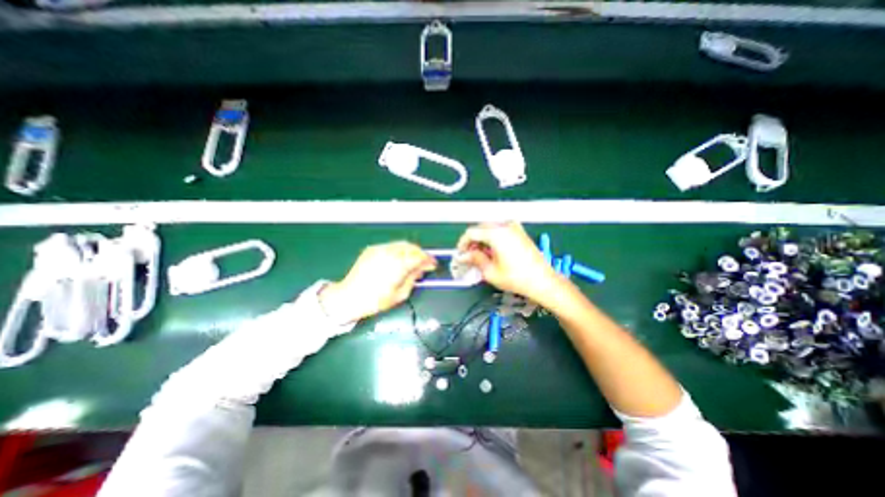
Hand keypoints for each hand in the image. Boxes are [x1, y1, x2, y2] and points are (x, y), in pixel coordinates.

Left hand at [318, 243, 434, 324]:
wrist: (348, 297)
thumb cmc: (376, 300)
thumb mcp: (400, 294)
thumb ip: (413, 278)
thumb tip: (422, 269)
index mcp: (397, 265)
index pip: (418, 257)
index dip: (428, 260)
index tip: (433, 264)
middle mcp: (389, 253)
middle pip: (411, 247)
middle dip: (420, 253)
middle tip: (424, 263)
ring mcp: (379, 249)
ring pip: (401, 244)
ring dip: (411, 251)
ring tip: (413, 260)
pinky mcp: (372, 249)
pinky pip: (391, 246)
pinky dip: (399, 250)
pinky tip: (399, 259)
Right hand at [455, 221, 559, 302]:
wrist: (543, 281)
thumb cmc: (516, 278)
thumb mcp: (490, 271)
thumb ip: (475, 259)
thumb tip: (464, 256)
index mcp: (496, 233)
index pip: (471, 232)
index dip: (462, 244)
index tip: (460, 255)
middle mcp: (505, 225)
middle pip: (481, 228)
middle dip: (473, 242)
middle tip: (469, 257)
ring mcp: (514, 227)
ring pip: (490, 229)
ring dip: (482, 240)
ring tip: (481, 256)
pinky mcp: (520, 232)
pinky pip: (501, 230)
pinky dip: (493, 239)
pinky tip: (493, 252)